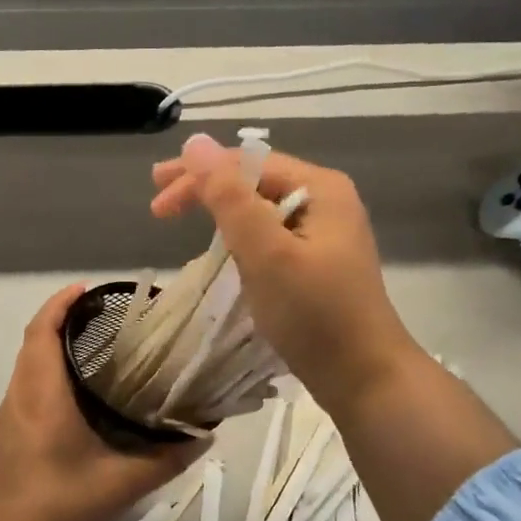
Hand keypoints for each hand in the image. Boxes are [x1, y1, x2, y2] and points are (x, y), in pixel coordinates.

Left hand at [0, 285, 202, 520]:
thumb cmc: (63, 510)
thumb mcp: (124, 483)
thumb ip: (167, 457)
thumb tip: (204, 434)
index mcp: (42, 397)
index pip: (42, 332)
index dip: (61, 304)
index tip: (88, 289)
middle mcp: (18, 398)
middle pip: (33, 343)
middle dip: (62, 321)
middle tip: (105, 318)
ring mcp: (8, 418)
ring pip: (27, 365)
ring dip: (52, 347)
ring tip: (97, 348)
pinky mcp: (7, 436)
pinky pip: (26, 387)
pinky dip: (47, 373)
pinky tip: (79, 394)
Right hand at [150, 133, 420, 410]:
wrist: (365, 378)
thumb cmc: (315, 314)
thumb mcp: (266, 252)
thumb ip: (229, 198)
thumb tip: (195, 143)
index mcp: (320, 188)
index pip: (248, 163)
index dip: (198, 174)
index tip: (156, 196)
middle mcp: (326, 202)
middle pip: (254, 182)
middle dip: (206, 190)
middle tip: (158, 208)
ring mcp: (325, 235)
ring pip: (261, 210)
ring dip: (220, 214)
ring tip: (183, 223)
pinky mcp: (318, 265)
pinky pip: (270, 237)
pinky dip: (240, 239)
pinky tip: (222, 251)